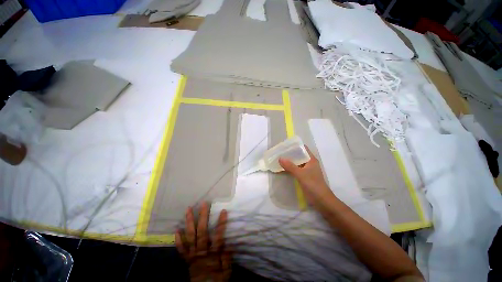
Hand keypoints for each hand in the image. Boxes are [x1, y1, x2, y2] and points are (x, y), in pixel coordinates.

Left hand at [176, 202, 231, 281]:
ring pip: (190, 236)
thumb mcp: (226, 273)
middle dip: (203, 217)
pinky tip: (176, 229)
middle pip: (202, 232)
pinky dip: (178, 239)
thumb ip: (227, 259)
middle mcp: (201, 252)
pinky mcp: (186, 259)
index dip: (221, 223)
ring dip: (189, 222)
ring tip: (188, 209)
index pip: (218, 236)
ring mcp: (192, 255)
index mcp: (212, 255)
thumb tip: (229, 243)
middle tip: (203, 204)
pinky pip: (181, 249)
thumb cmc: (216, 280)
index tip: (223, 211)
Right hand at [279, 146, 334, 206]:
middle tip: (279, 152)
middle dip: (290, 154)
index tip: (285, 145)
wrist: (322, 201)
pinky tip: (283, 168)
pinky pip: (296, 169)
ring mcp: (307, 170)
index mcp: (311, 160)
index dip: (295, 146)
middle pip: (299, 155)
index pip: (303, 148)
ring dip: (289, 161)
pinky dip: (290, 168)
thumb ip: (290, 166)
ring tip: (279, 159)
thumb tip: (280, 158)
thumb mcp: (301, 174)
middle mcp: (309, 163)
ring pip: (297, 163)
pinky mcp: (305, 177)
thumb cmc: (313, 185)